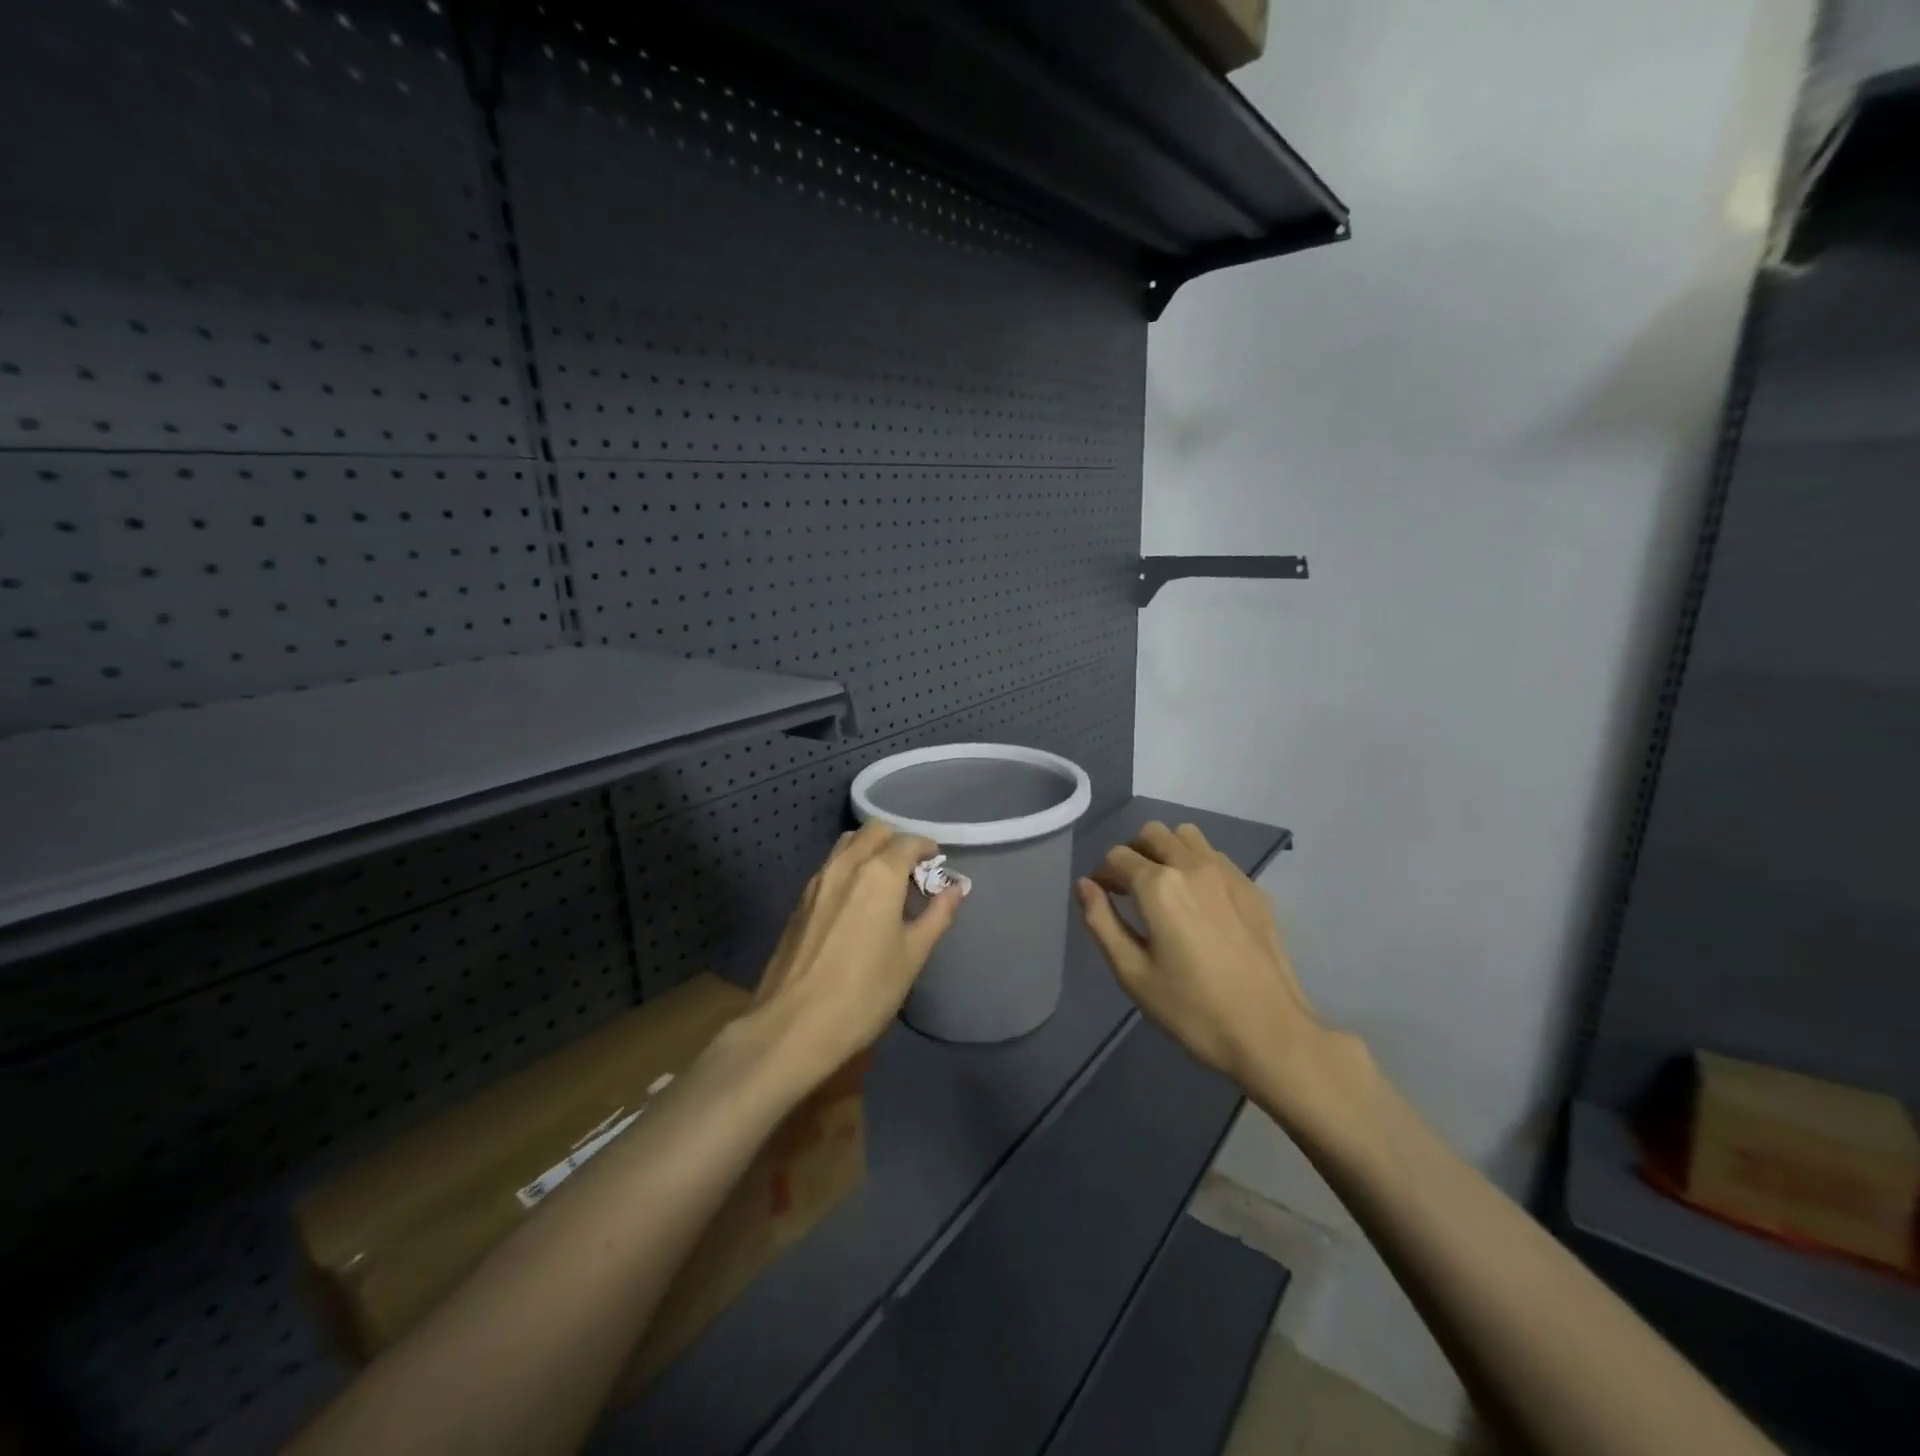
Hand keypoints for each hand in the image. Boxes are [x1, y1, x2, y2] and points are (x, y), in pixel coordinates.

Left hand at [749, 820, 963, 1083]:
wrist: (793, 1026)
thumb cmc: (865, 991)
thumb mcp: (913, 955)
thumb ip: (937, 915)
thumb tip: (956, 888)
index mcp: (879, 872)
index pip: (908, 842)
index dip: (927, 849)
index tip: (937, 866)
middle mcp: (846, 865)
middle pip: (874, 832)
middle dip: (896, 842)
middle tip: (911, 872)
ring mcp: (817, 881)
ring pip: (847, 844)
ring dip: (869, 850)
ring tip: (884, 884)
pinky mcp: (799, 902)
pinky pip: (830, 868)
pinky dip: (849, 869)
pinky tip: (856, 903)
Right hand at [1076, 822, 1338, 1105]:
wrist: (1270, 1033)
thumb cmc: (1192, 1009)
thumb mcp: (1132, 973)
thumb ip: (1102, 922)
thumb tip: (1084, 885)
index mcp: (1159, 885)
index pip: (1117, 856)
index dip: (1103, 875)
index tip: (1104, 900)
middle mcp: (1192, 866)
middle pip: (1152, 833)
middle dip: (1133, 854)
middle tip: (1130, 891)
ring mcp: (1228, 874)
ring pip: (1187, 836)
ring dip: (1167, 850)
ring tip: (1165, 888)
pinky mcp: (1253, 889)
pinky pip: (1216, 856)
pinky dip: (1198, 864)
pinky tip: (1200, 903)